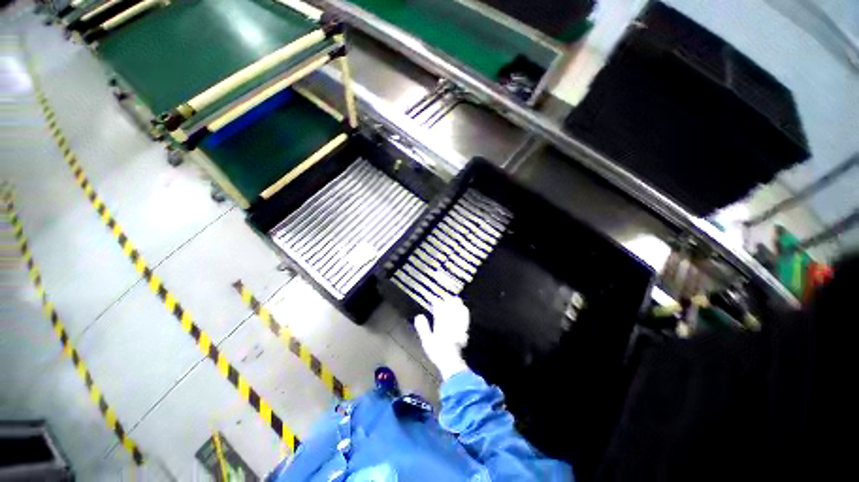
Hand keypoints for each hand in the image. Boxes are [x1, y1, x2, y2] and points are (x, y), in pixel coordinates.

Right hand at [415, 297, 469, 379]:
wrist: (451, 361)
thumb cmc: (437, 351)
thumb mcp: (426, 340)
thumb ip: (423, 327)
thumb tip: (419, 316)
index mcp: (441, 321)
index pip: (439, 307)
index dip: (436, 301)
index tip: (433, 298)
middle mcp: (451, 320)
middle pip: (450, 305)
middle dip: (447, 299)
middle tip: (443, 296)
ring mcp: (459, 323)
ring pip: (459, 309)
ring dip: (456, 303)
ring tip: (454, 299)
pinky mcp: (464, 328)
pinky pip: (465, 316)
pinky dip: (463, 310)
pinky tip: (463, 309)